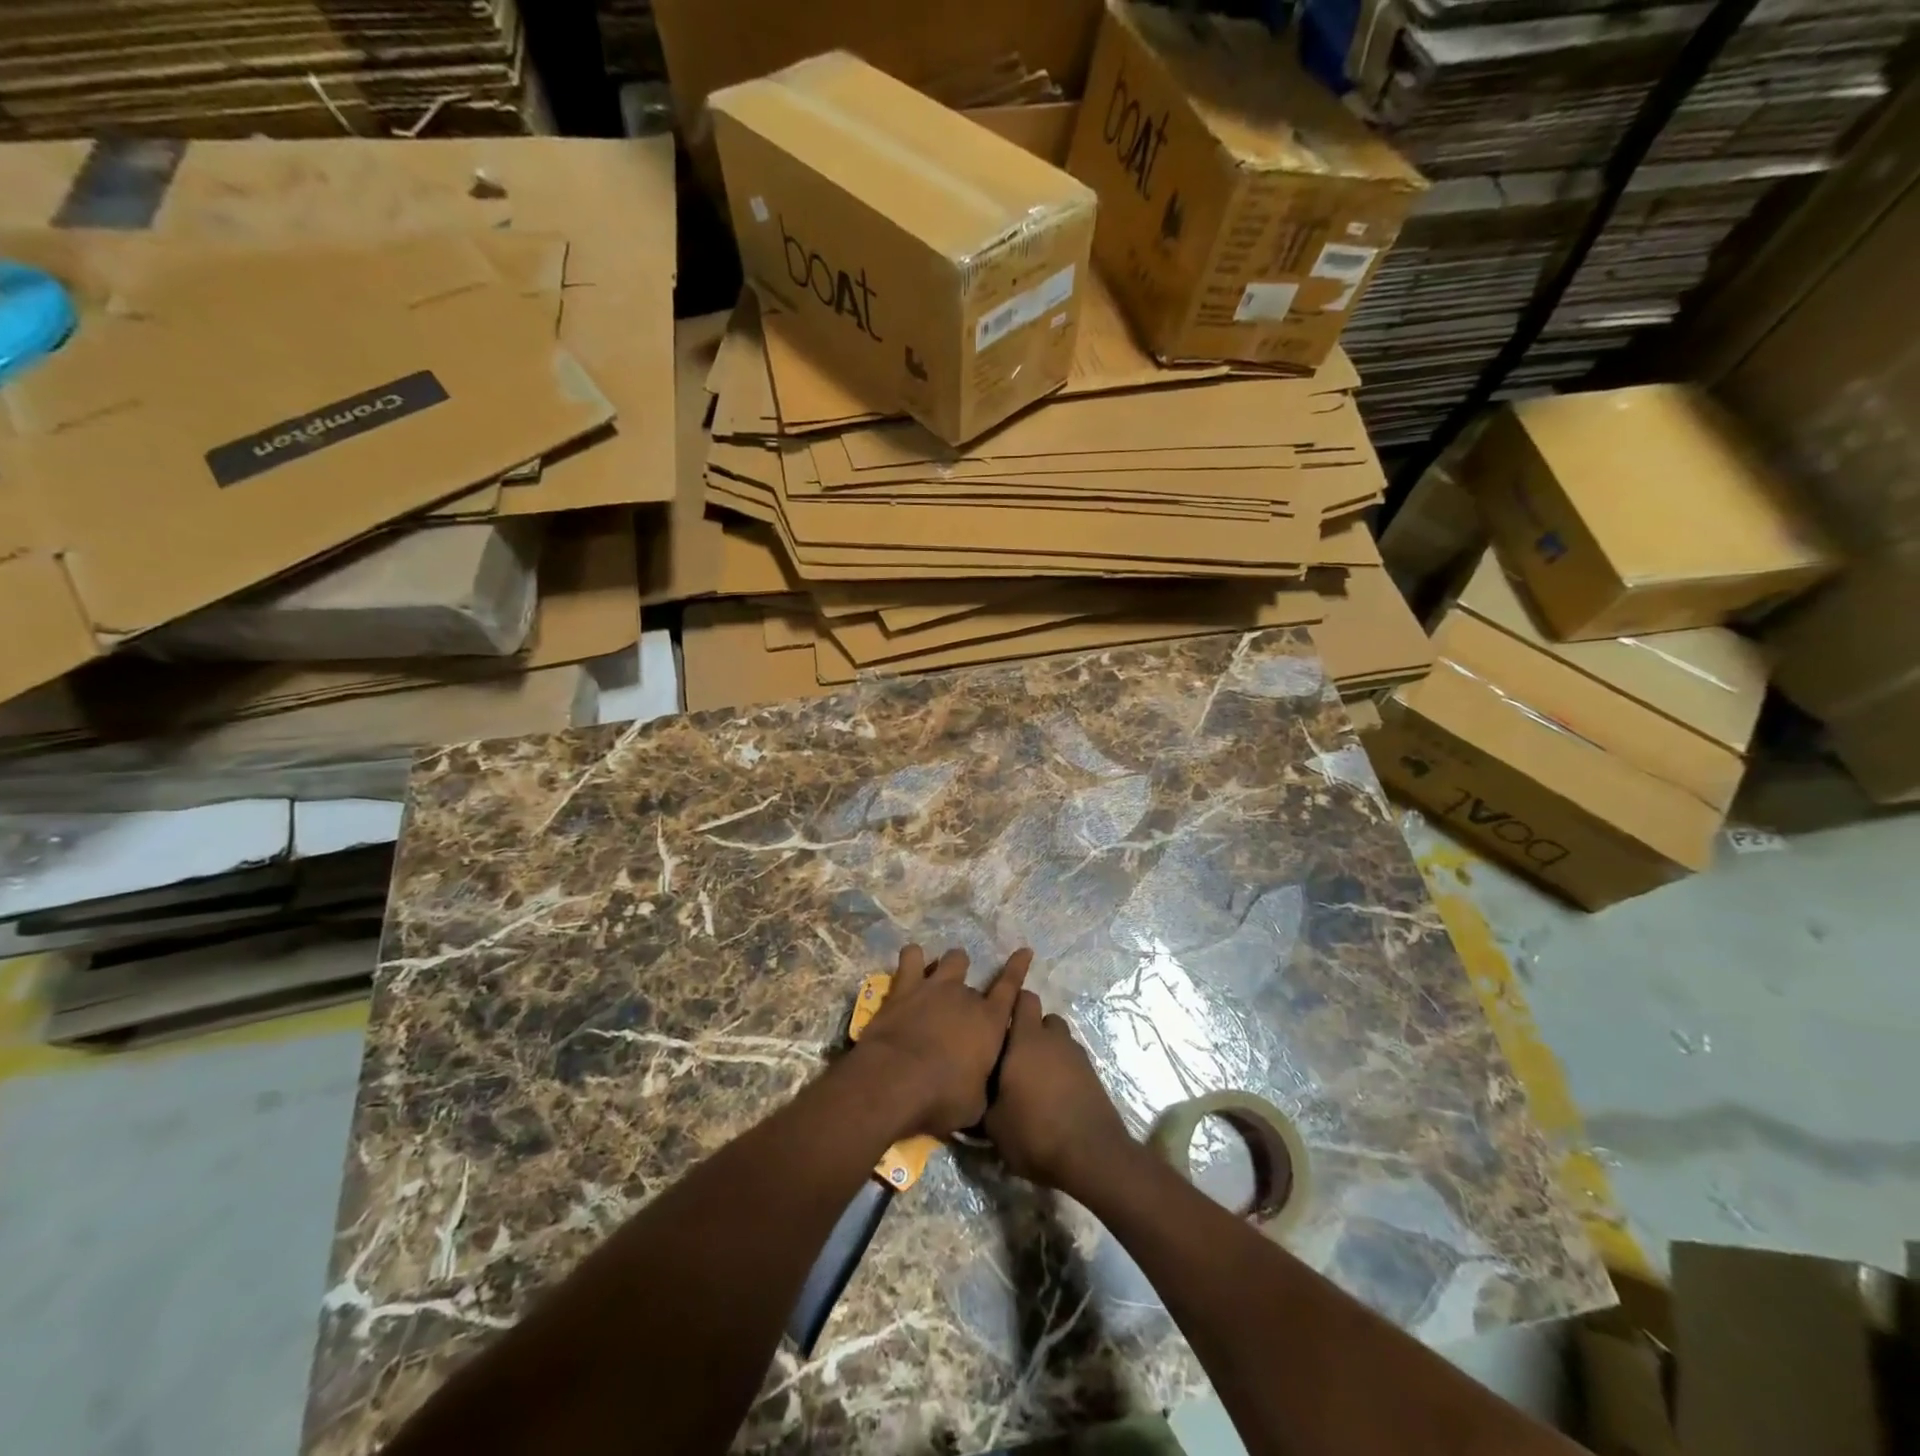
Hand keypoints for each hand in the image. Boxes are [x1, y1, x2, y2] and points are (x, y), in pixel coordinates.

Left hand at [853, 945, 1030, 1137]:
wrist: (894, 1080)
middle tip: (961, 1010)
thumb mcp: (975, 1106)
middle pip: (976, 981)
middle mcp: (966, 996)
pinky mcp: (905, 987)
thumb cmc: (941, 1097)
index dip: (1018, 968)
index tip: (1024, 951)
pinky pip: (911, 957)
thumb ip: (983, 1088)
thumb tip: (981, 1087)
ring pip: (951, 959)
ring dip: (951, 965)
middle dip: (971, 994)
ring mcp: (935, 986)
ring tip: (944, 974)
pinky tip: (912, 962)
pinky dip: (913, 957)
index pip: (1011, 987)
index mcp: (990, 1021)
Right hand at [984, 991, 1134, 1195]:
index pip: (1023, 999)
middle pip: (1043, 1018)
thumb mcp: (994, 1124)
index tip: (997, 1021)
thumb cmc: (1035, 1132)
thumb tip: (974, 1093)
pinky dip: (1063, 1071)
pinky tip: (1054, 1097)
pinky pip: (1072, 1062)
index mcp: (1026, 1039)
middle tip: (1013, 1057)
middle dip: (1030, 1031)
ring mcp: (1077, 1056)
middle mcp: (1054, 1039)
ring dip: (1048, 1051)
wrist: (1092, 1156)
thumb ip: (982, 1100)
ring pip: (1059, 1041)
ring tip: (1035, 1080)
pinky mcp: (1093, 1075)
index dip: (1011, 1004)